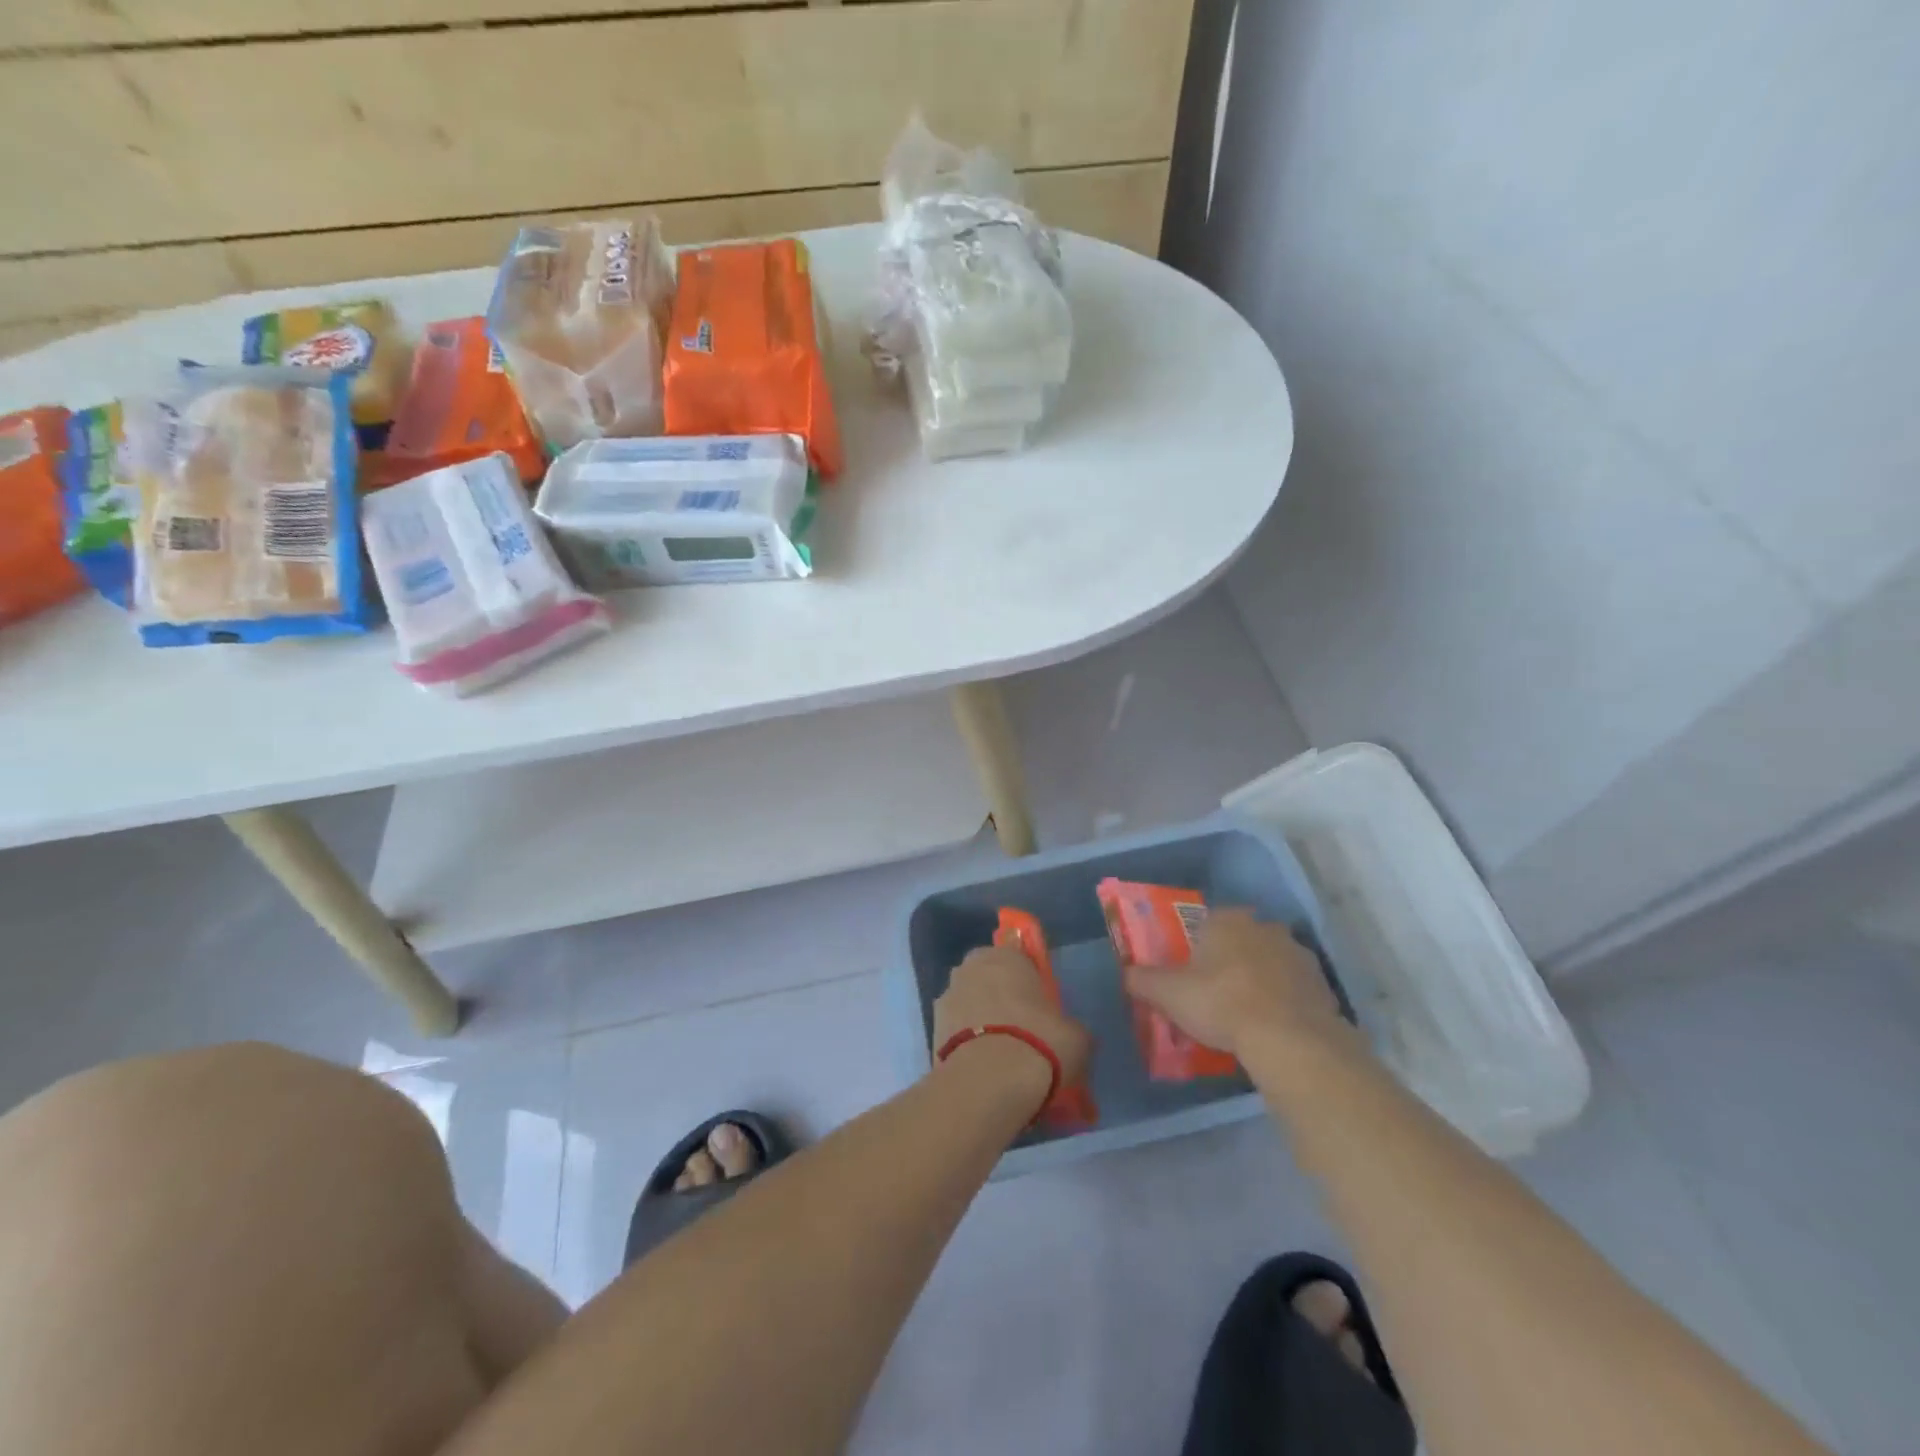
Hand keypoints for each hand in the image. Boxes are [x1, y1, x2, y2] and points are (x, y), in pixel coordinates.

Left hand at [933, 945, 1091, 1089]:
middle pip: (990, 978)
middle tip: (1023, 1029)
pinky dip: (968, 1044)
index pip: (1019, 955)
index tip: (1040, 1003)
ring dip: (982, 1021)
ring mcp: (946, 997)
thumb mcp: (1077, 1036)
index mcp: (1006, 955)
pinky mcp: (931, 1030)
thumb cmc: (1039, 1043)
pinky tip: (985, 1069)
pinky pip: (957, 1032)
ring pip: (970, 1004)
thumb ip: (1069, 1027)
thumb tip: (1068, 1035)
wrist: (988, 1082)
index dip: (1030, 978)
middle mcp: (971, 967)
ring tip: (1003, 1056)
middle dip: (1002, 997)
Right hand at [1123, 908, 1346, 1057]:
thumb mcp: (1168, 994)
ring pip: (1270, 963)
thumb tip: (1126, 973)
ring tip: (1246, 1015)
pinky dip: (1285, 1002)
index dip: (1198, 949)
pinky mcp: (1322, 983)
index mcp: (1227, 920)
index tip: (1192, 975)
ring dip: (1261, 980)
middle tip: (1217, 995)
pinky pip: (1294, 989)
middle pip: (1241, 941)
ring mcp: (1298, 954)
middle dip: (1231, 962)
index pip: (1207, 924)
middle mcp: (1264, 927)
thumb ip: (1142, 980)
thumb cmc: (1219, 1002)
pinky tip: (1273, 1027)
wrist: (1288, 1038)